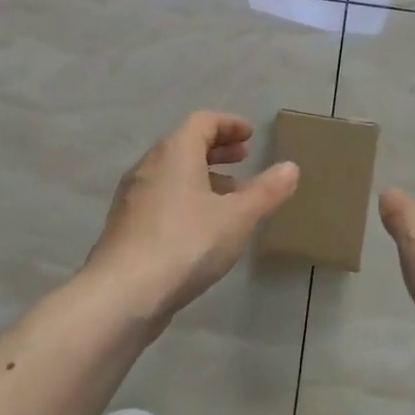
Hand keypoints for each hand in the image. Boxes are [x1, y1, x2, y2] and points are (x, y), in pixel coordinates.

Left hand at [83, 111, 299, 325]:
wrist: (123, 293)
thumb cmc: (186, 243)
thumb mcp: (238, 217)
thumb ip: (267, 191)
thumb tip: (291, 167)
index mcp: (175, 152)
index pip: (202, 122)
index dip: (229, 124)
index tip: (250, 136)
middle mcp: (149, 165)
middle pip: (185, 144)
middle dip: (217, 149)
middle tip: (243, 159)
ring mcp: (133, 196)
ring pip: (172, 173)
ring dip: (202, 176)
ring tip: (230, 197)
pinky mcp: (126, 225)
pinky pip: (162, 197)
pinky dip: (186, 198)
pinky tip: (202, 227)